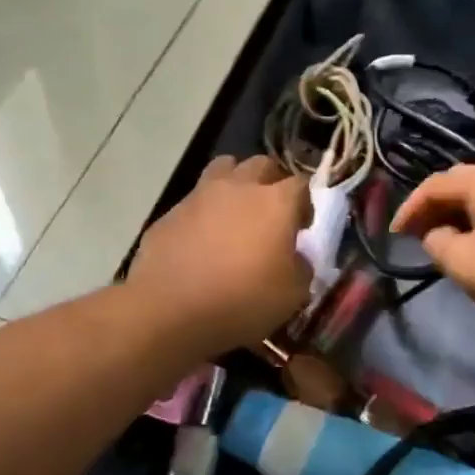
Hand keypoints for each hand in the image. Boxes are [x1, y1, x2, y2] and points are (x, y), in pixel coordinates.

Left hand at [127, 155, 312, 355]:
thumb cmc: (241, 300)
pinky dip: (203, 211)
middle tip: (271, 212)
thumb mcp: (291, 295)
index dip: (305, 204)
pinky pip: (194, 200)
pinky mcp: (170, 212)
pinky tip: (200, 240)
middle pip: (261, 165)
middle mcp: (239, 187)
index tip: (302, 227)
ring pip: (223, 168)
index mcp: (275, 202)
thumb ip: (302, 268)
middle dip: (271, 182)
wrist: (169, 309)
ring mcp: (200, 195)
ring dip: (235, 183)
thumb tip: (297, 258)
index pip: (301, 184)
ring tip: (235, 212)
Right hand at [392, 163, 474, 348]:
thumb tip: (437, 233)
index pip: (436, 184)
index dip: (409, 207)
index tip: (394, 234)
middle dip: (436, 207)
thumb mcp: (465, 264)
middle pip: (465, 183)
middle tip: (417, 234)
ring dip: (464, 213)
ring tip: (448, 240)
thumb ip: (437, 242)